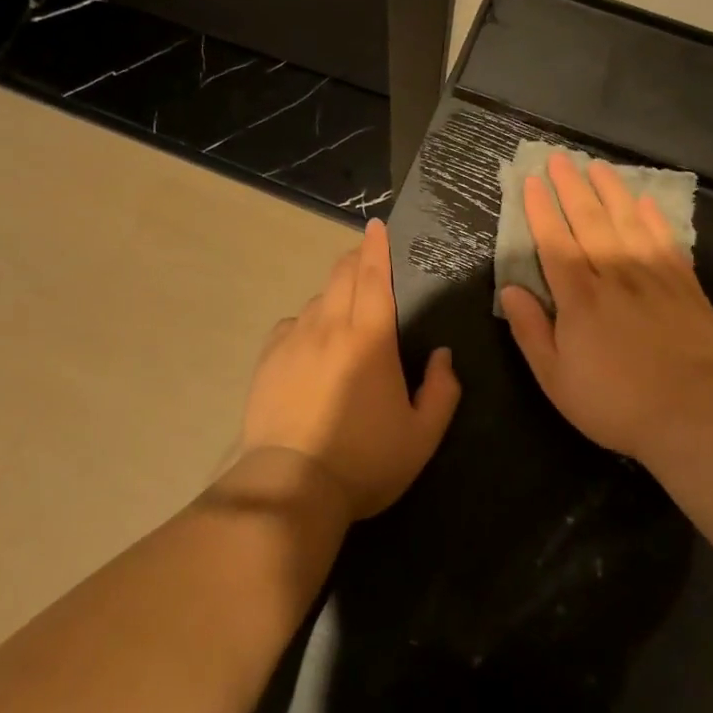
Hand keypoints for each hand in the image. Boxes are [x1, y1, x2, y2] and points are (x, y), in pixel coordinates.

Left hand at [239, 218, 460, 518]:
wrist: (291, 486)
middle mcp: (329, 327)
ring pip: (317, 300)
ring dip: (334, 294)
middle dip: (356, 259)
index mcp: (370, 338)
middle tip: (367, 258)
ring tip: (344, 311)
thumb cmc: (364, 461)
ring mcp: (294, 341)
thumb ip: (442, 391)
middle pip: (342, 276)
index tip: (377, 226)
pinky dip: (307, 322)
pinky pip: (292, 325)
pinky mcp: (269, 359)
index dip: (377, 247)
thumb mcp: (422, 436)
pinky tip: (311, 341)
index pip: (374, 276)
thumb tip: (443, 355)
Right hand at [499, 151, 712, 463]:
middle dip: (572, 188)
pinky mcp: (685, 288)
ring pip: (628, 223)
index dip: (542, 211)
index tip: (533, 182)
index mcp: (578, 298)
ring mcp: (653, 278)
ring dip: (611, 192)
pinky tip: (646, 203)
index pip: (554, 243)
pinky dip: (655, 220)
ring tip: (598, 166)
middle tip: (561, 158)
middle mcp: (614, 276)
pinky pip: (667, 243)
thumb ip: (530, 330)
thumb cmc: (613, 402)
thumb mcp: (555, 378)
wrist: (691, 413)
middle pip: (590, 222)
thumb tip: (511, 289)